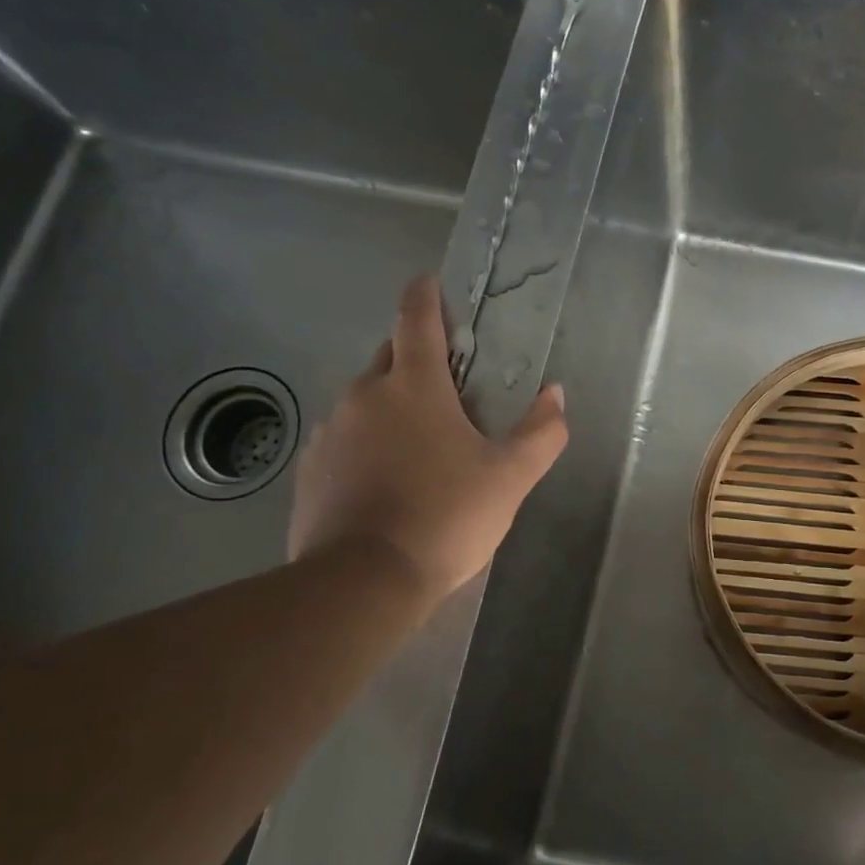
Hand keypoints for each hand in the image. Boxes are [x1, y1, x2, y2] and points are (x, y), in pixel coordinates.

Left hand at [287, 276, 567, 601]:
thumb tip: (555, 395)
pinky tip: (382, 479)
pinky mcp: (309, 468)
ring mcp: (330, 430)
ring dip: (389, 406)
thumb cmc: (445, 517)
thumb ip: (542, 433)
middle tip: (445, 388)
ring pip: (364, 400)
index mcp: (414, 385)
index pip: (416, 318)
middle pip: (389, 356)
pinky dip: (364, 443)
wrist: (363, 581)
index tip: (430, 283)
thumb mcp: (510, 478)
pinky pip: (342, 438)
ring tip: (416, 445)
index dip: (425, 294)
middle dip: (414, 358)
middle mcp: (365, 394)